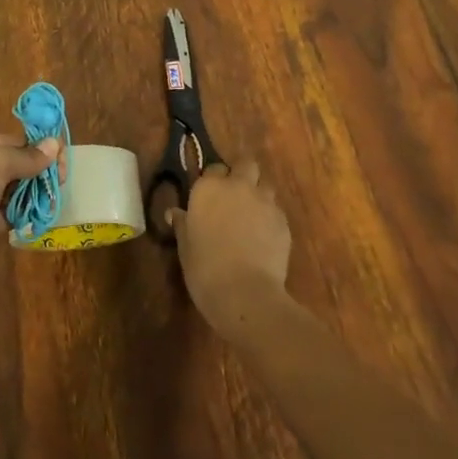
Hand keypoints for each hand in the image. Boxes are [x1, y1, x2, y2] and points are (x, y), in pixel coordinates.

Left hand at [0, 132, 59, 287]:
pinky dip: (21, 213)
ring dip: (29, 191)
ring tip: (55, 192)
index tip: (56, 150)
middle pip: (1, 164)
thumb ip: (25, 156)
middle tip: (60, 175)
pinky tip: (41, 212)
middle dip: (30, 168)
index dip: (27, 144)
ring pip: (3, 190)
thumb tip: (55, 144)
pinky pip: (3, 215)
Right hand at [169, 161, 291, 333]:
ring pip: (265, 186)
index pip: (213, 168)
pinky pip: (277, 211)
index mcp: (209, 188)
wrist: (245, 293)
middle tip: (236, 195)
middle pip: (246, 164)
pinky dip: (271, 218)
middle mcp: (238, 186)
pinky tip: (265, 238)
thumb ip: (182, 224)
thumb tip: (174, 212)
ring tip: (253, 216)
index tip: (210, 196)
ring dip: (259, 195)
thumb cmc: (205, 269)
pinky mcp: (284, 221)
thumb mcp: (185, 247)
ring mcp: (264, 202)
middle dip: (243, 174)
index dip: (213, 180)